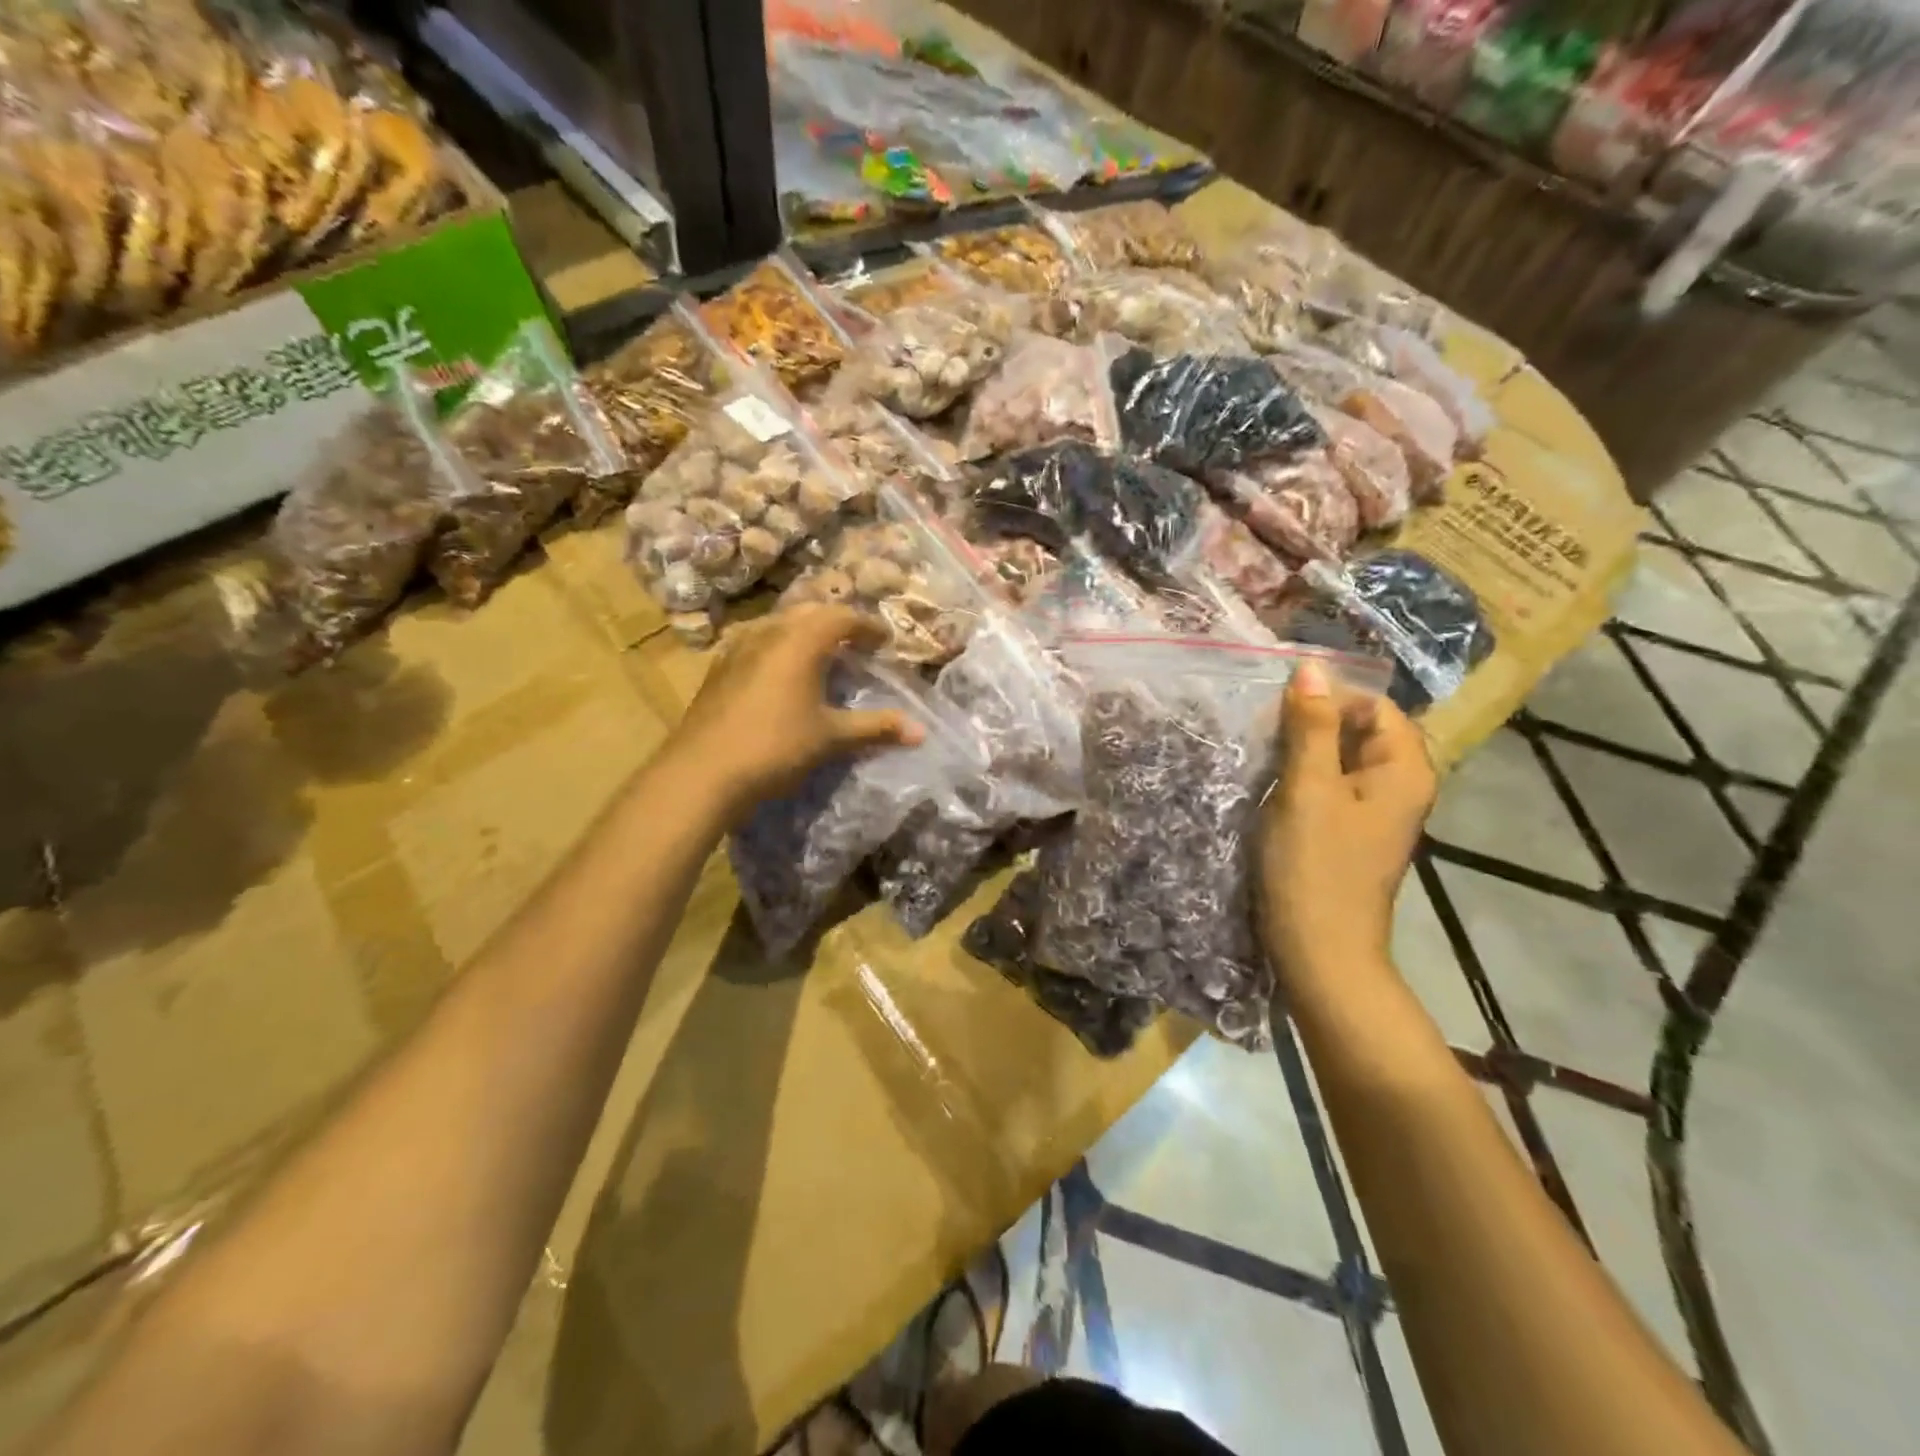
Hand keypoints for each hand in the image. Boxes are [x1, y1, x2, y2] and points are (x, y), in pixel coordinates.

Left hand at [668, 605, 923, 816]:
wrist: (701, 772)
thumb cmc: (775, 747)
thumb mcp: (831, 737)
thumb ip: (876, 728)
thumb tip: (921, 732)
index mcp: (800, 640)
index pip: (842, 617)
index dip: (868, 627)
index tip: (885, 642)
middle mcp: (768, 632)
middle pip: (809, 612)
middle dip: (837, 623)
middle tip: (857, 644)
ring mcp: (737, 647)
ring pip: (779, 624)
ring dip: (805, 632)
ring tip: (822, 655)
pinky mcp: (718, 667)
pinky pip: (757, 641)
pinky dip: (779, 647)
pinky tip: (781, 674)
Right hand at [1260, 660, 1435, 985]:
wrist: (1319, 952)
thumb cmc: (1315, 867)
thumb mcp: (1308, 789)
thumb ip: (1310, 727)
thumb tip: (1310, 666)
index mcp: (1404, 770)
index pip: (1375, 705)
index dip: (1329, 697)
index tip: (1278, 708)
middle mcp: (1400, 786)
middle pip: (1359, 730)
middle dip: (1312, 724)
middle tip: (1263, 732)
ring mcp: (1375, 812)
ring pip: (1340, 759)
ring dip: (1302, 751)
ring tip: (1261, 755)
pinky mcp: (1350, 833)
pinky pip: (1331, 787)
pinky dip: (1302, 779)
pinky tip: (1271, 787)